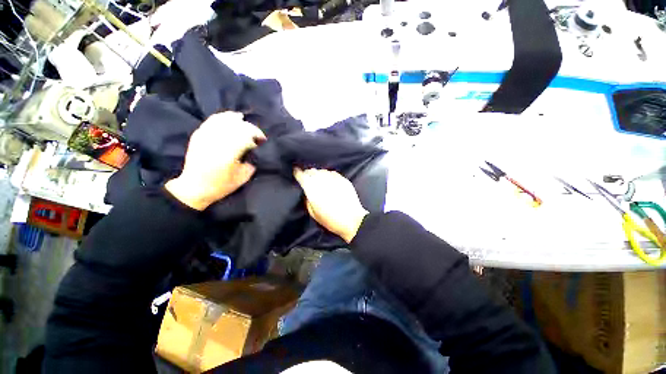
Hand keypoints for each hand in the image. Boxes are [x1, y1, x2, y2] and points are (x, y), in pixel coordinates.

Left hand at [165, 112, 265, 210]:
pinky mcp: (199, 136)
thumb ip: (251, 163)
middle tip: (256, 135)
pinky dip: (222, 117)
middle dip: (249, 128)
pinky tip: (229, 116)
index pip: (246, 135)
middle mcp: (217, 141)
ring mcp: (206, 136)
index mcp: (229, 152)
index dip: (257, 134)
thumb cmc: (220, 185)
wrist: (194, 188)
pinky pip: (212, 121)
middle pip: (236, 126)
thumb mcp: (242, 178)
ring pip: (223, 120)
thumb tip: (254, 152)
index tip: (263, 140)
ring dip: (236, 119)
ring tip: (244, 120)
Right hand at [294, 168, 368, 242]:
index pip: (303, 177)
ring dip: (318, 173)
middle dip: (308, 173)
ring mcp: (334, 180)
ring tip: (318, 177)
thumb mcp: (314, 214)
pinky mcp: (344, 180)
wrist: (352, 221)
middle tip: (307, 176)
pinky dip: (328, 174)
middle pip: (312, 172)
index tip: (296, 171)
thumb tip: (307, 193)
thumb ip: (308, 201)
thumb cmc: (332, 221)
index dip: (298, 173)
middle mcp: (323, 183)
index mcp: (313, 191)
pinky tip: (329, 179)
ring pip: (322, 171)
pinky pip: (333, 173)